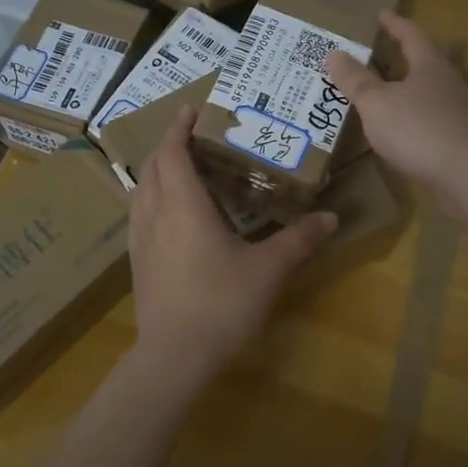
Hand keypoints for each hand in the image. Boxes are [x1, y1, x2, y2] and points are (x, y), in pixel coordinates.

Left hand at [129, 108, 336, 379]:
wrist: (173, 357)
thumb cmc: (221, 304)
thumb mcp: (268, 270)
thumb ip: (299, 240)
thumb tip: (330, 218)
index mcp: (183, 205)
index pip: (173, 152)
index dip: (180, 127)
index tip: (191, 109)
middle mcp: (155, 213)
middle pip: (152, 165)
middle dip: (168, 144)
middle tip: (193, 136)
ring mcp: (140, 238)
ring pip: (141, 189)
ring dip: (158, 170)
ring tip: (182, 168)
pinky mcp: (137, 261)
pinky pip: (139, 212)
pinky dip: (152, 196)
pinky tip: (170, 213)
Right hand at [327, 10, 467, 201]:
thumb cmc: (419, 129)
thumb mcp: (377, 103)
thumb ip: (355, 80)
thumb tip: (334, 53)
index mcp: (429, 65)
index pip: (411, 35)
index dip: (395, 24)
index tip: (383, 14)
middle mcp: (448, 83)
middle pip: (425, 63)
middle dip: (403, 58)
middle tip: (380, 53)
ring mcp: (458, 113)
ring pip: (428, 94)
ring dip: (408, 91)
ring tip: (385, 94)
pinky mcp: (461, 141)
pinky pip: (431, 122)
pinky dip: (413, 120)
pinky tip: (400, 133)